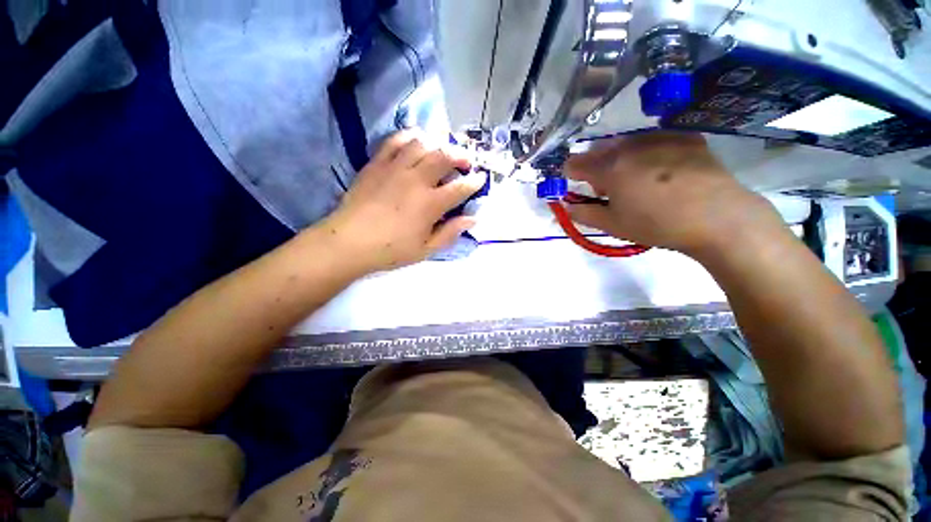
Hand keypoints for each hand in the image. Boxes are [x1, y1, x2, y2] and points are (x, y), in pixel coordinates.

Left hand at [320, 130, 486, 273]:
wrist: (349, 242)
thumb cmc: (391, 250)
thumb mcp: (426, 249)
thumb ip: (451, 232)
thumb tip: (472, 219)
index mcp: (431, 204)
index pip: (461, 187)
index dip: (475, 182)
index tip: (480, 179)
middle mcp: (416, 180)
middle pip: (445, 156)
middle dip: (461, 156)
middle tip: (466, 162)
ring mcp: (396, 168)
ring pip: (423, 143)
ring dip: (438, 144)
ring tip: (443, 151)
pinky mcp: (377, 163)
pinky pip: (396, 140)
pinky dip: (410, 136)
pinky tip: (416, 141)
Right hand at [564, 132, 782, 255]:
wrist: (718, 217)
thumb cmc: (657, 224)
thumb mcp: (613, 225)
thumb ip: (583, 213)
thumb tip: (566, 205)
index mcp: (609, 168)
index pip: (576, 163)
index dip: (571, 173)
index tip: (575, 184)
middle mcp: (630, 146)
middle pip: (599, 149)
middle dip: (595, 166)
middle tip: (607, 187)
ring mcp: (660, 138)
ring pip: (626, 142)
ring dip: (619, 157)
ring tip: (635, 178)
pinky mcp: (685, 137)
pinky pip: (654, 140)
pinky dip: (647, 151)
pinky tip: (661, 169)